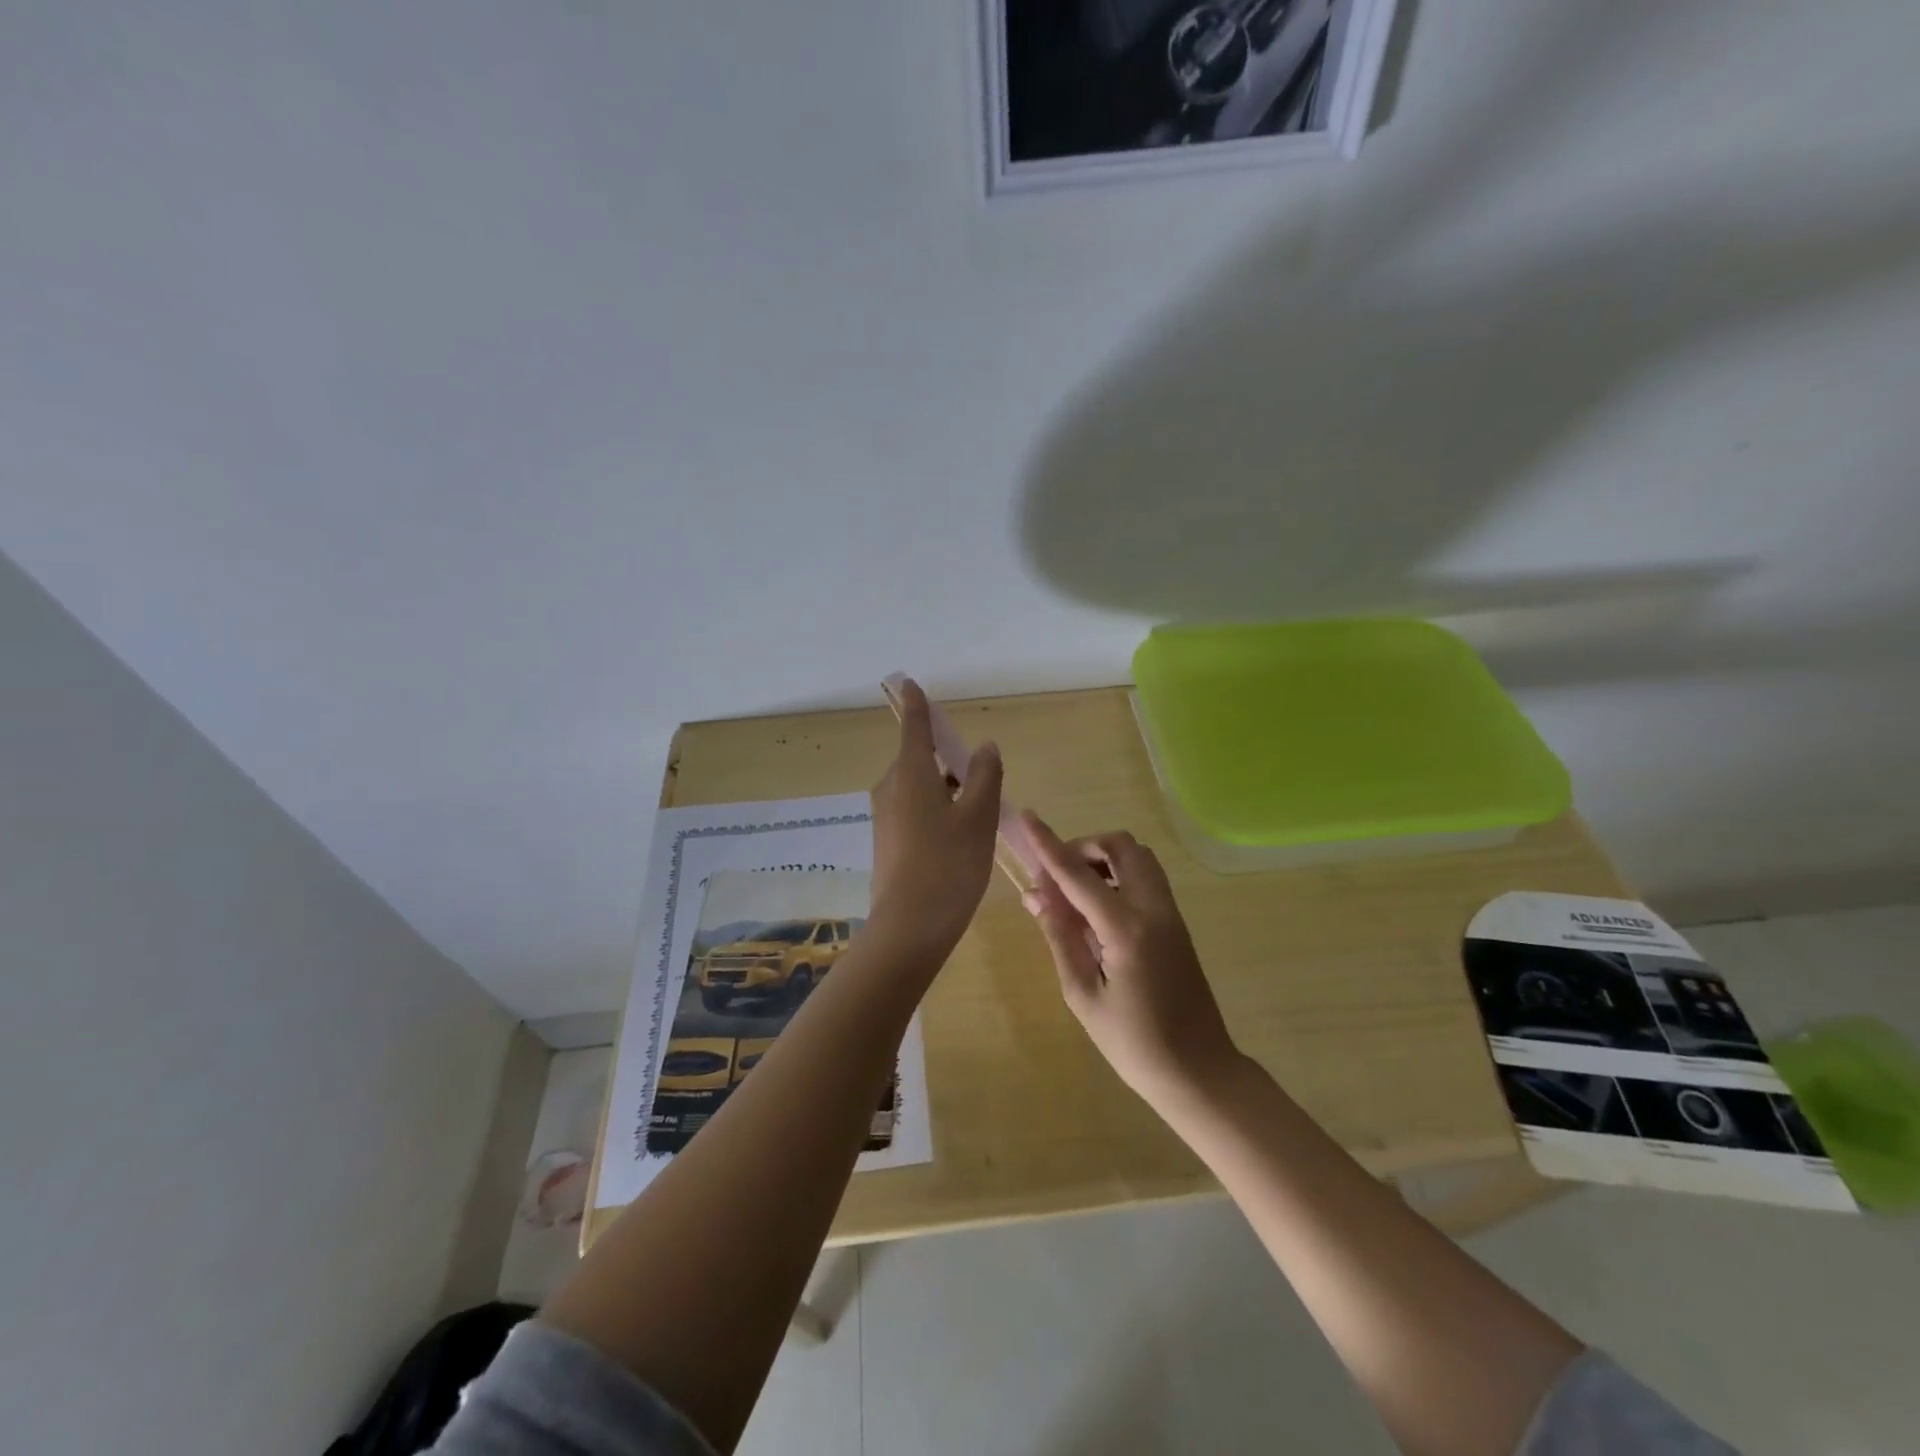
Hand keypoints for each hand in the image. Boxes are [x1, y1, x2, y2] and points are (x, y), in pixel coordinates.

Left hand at [867, 679, 1003, 961]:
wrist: (909, 928)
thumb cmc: (949, 865)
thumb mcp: (978, 818)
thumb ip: (983, 776)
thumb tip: (984, 747)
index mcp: (911, 774)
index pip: (914, 727)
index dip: (916, 705)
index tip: (910, 684)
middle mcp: (891, 788)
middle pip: (919, 759)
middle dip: (946, 760)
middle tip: (981, 780)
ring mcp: (885, 817)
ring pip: (918, 788)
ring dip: (945, 789)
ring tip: (978, 815)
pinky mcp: (887, 842)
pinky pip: (913, 810)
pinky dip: (936, 810)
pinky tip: (958, 838)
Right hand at [1019, 811, 1239, 1105]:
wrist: (1199, 1071)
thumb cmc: (1134, 1043)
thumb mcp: (1083, 994)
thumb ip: (1061, 937)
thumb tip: (1036, 895)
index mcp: (1127, 928)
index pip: (1079, 874)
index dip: (1049, 845)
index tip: (1028, 817)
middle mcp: (1154, 909)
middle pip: (1120, 846)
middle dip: (1083, 847)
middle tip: (1056, 877)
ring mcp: (1171, 913)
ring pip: (1138, 857)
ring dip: (1104, 858)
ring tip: (1075, 892)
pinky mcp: (1177, 923)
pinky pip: (1147, 878)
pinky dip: (1120, 874)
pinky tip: (1099, 909)